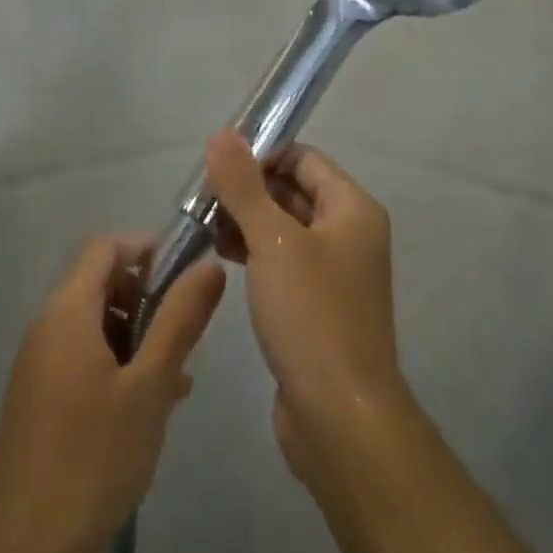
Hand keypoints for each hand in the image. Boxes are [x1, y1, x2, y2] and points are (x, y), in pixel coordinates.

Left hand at [0, 234, 225, 552]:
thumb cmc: (92, 459)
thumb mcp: (149, 385)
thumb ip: (180, 320)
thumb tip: (210, 265)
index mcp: (67, 311)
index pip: (106, 247)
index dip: (148, 250)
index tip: (186, 282)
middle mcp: (47, 327)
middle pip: (102, 283)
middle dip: (149, 300)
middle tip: (185, 340)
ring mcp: (40, 366)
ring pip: (98, 326)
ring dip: (139, 338)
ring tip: (176, 380)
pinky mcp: (41, 401)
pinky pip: (86, 360)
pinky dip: (120, 366)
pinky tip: (151, 409)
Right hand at [203, 132, 406, 489]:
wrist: (339, 418)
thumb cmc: (311, 316)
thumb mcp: (273, 241)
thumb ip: (244, 185)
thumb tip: (222, 134)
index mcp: (353, 209)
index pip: (303, 158)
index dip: (260, 156)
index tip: (215, 169)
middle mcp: (350, 234)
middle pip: (293, 191)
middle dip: (248, 190)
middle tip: (200, 200)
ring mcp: (334, 272)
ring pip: (284, 228)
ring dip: (246, 221)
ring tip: (203, 228)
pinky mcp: (317, 305)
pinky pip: (283, 262)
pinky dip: (255, 253)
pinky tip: (222, 258)